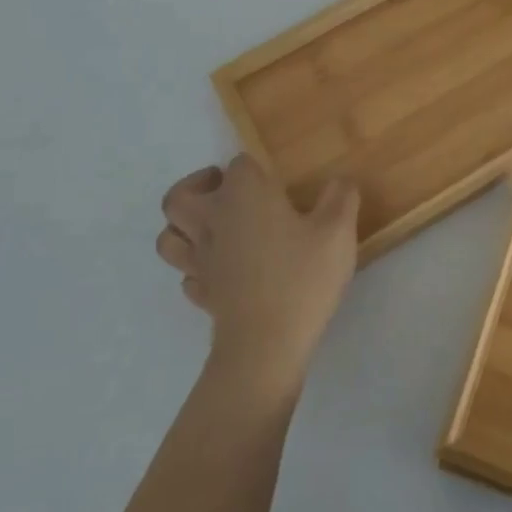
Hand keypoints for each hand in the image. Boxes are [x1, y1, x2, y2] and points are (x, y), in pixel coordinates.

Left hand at [156, 155, 359, 391]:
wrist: (266, 346)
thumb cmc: (302, 278)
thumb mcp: (337, 231)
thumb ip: (341, 197)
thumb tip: (339, 181)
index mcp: (243, 197)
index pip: (238, 165)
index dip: (254, 167)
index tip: (275, 180)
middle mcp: (213, 222)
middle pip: (179, 197)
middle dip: (196, 186)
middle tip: (224, 190)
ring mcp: (201, 261)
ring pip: (170, 237)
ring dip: (183, 227)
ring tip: (211, 226)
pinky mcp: (202, 294)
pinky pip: (187, 273)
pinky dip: (196, 266)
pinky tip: (219, 269)